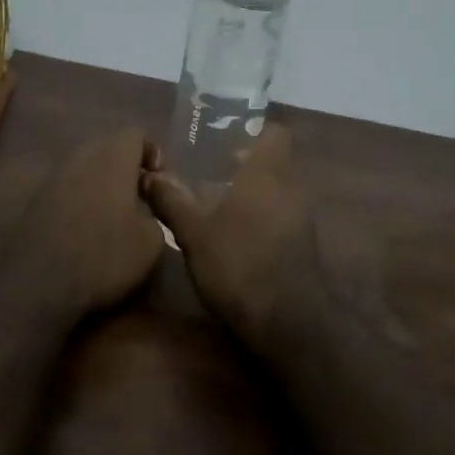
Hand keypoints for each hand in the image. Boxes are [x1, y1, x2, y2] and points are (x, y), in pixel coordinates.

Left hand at [2, 129, 166, 318]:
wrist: (38, 282)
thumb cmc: (104, 254)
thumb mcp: (151, 240)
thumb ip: (156, 210)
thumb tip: (146, 206)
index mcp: (113, 155)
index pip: (136, 134)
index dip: (152, 155)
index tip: (159, 185)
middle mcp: (82, 155)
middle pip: (110, 149)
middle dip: (127, 171)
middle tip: (140, 202)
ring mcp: (55, 175)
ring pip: (88, 169)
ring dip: (103, 187)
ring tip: (115, 221)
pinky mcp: (37, 199)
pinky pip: (69, 189)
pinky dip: (82, 202)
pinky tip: (87, 233)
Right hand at [140, 124, 325, 346]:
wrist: (288, 323)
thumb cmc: (238, 265)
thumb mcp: (194, 233)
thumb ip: (172, 201)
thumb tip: (149, 175)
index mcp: (267, 174)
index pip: (276, 133)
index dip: (255, 131)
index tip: (226, 139)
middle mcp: (290, 189)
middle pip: (273, 163)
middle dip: (245, 166)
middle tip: (208, 174)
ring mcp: (302, 220)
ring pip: (278, 193)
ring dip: (253, 196)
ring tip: (216, 208)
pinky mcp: (304, 247)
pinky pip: (282, 219)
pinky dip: (262, 221)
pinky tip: (235, 239)